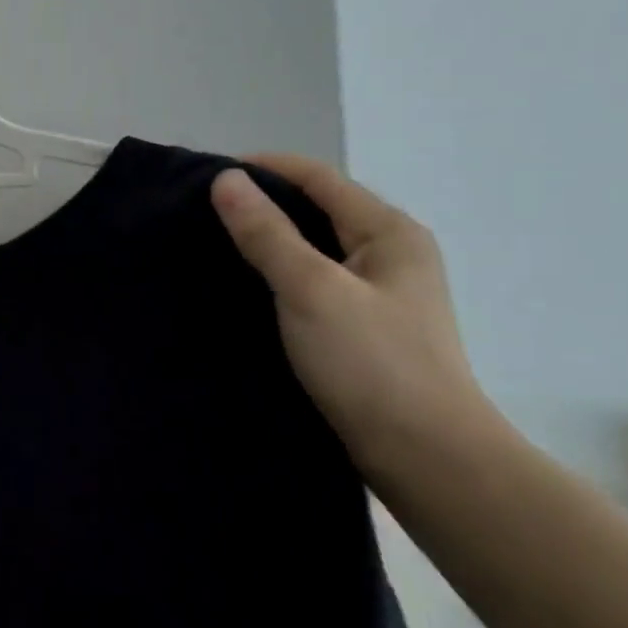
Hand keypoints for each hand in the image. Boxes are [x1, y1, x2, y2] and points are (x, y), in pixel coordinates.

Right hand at [209, 155, 505, 473]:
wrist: (427, 459)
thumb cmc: (372, 364)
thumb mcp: (311, 289)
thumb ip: (267, 232)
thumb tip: (226, 179)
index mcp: (389, 232)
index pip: (318, 177)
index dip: (262, 168)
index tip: (205, 176)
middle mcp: (390, 253)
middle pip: (316, 208)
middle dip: (261, 203)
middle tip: (200, 212)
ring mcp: (380, 292)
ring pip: (313, 246)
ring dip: (267, 239)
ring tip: (213, 245)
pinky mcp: (364, 326)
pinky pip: (313, 280)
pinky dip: (277, 273)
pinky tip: (245, 286)